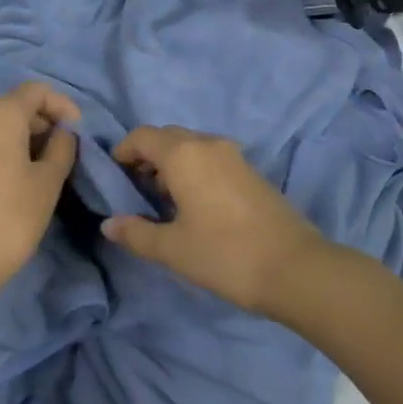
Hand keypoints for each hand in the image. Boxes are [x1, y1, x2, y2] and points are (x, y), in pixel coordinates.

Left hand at [0, 81, 80, 293]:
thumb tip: (64, 132)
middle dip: (45, 122)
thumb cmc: (9, 217)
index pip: (38, 91)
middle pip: (18, 104)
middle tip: (66, 152)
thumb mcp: (48, 181)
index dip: (63, 106)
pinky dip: (7, 148)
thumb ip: (62, 147)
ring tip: (47, 166)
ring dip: (27, 137)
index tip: (79, 134)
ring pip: (1, 124)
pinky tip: (20, 177)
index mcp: (0, 112)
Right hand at [101, 126, 333, 316]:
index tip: (114, 176)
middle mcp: (206, 142)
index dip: (123, 151)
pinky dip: (194, 169)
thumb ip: (136, 234)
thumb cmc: (225, 254)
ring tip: (163, 201)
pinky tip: (195, 205)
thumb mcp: (173, 249)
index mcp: (183, 153)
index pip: (142, 136)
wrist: (294, 267)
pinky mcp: (249, 170)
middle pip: (167, 137)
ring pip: (190, 146)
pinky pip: (210, 157)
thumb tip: (108, 224)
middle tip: (135, 190)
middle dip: (147, 157)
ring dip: (172, 164)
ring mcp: (232, 154)